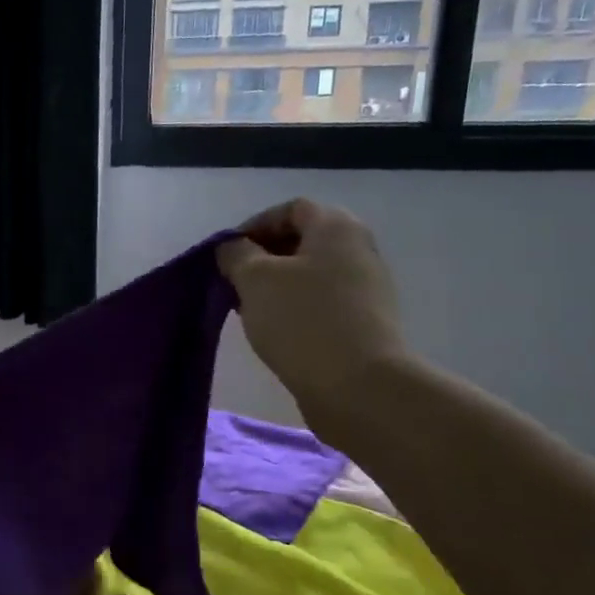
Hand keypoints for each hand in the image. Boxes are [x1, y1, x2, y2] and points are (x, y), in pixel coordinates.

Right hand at [216, 200, 412, 437]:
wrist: (358, 385)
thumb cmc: (302, 319)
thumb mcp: (254, 279)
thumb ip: (236, 254)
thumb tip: (233, 249)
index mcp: (336, 227)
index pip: (290, 209)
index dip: (254, 226)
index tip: (228, 254)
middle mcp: (358, 249)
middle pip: (302, 241)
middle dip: (263, 257)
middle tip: (234, 282)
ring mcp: (366, 287)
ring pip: (310, 274)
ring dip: (276, 286)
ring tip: (248, 310)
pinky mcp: (364, 322)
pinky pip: (321, 302)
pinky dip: (294, 308)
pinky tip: (275, 331)